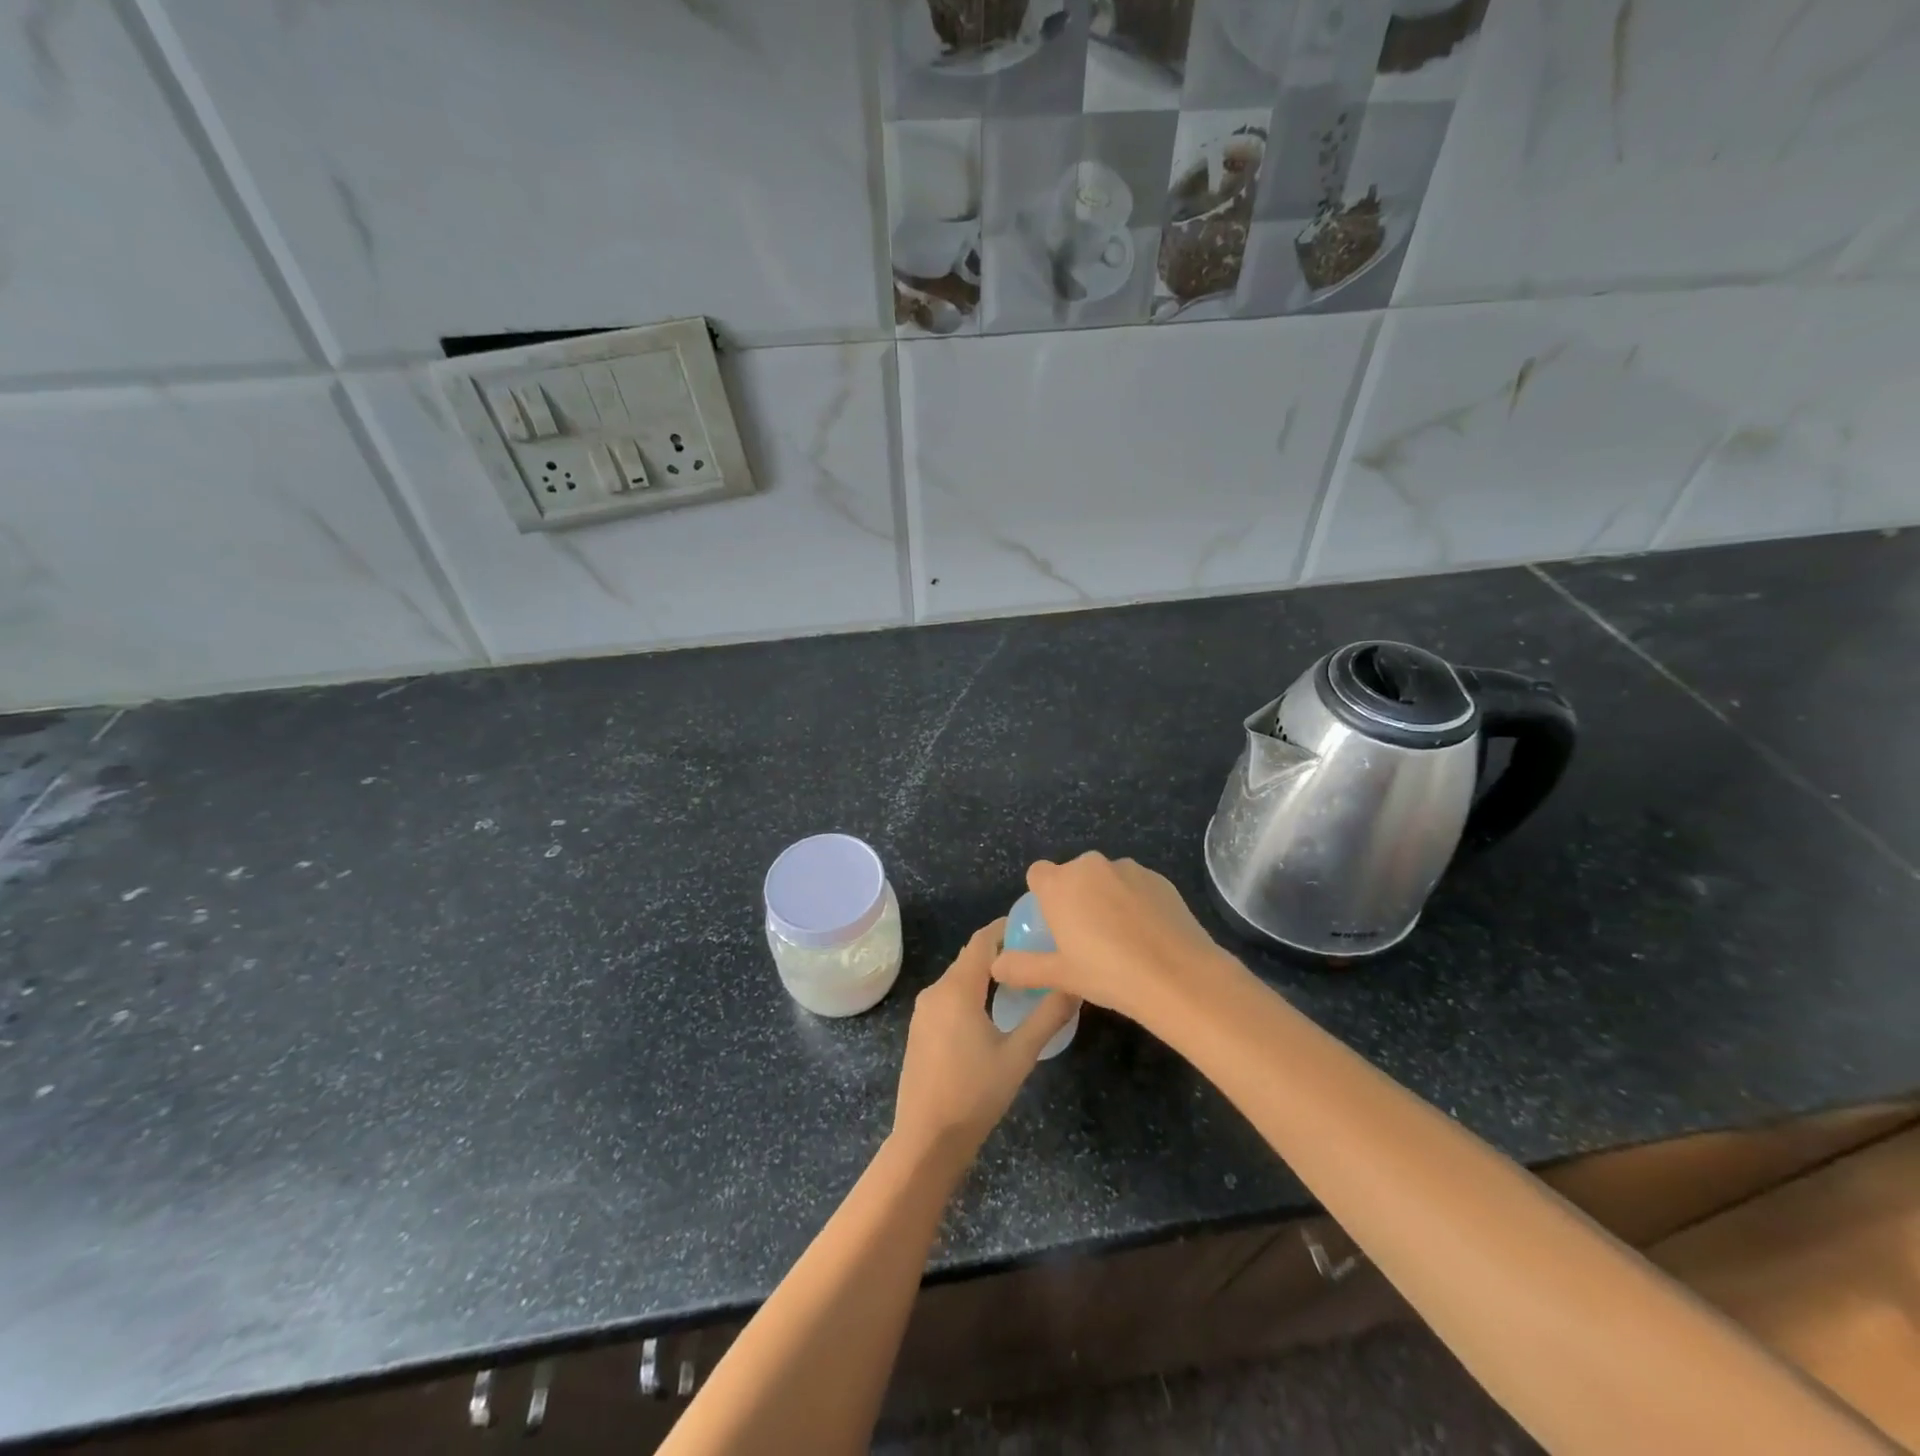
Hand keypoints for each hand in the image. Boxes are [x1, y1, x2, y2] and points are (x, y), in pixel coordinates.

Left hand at [892, 920, 1078, 1163]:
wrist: (927, 1139)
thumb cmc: (975, 1094)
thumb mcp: (1020, 1055)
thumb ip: (1048, 1016)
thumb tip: (1076, 985)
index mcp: (957, 989)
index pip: (981, 940)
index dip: (1006, 928)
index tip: (1035, 928)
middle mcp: (935, 991)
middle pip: (970, 957)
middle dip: (1001, 951)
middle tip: (1036, 956)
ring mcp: (924, 1011)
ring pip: (959, 978)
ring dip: (986, 974)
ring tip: (1022, 981)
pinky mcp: (920, 1030)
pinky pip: (949, 997)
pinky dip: (971, 992)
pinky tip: (993, 1009)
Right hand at [992, 853, 1239, 1025]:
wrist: (1178, 976)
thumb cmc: (1108, 974)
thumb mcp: (1060, 976)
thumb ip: (1023, 967)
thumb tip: (996, 964)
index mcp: (1061, 885)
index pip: (1038, 873)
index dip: (1042, 895)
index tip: (1053, 925)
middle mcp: (1091, 866)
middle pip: (1073, 875)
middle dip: (1076, 897)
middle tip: (1086, 938)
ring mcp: (1129, 869)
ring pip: (1106, 879)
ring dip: (1106, 898)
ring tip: (1121, 940)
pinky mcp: (1160, 878)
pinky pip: (1136, 886)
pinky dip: (1135, 902)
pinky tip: (1147, 936)